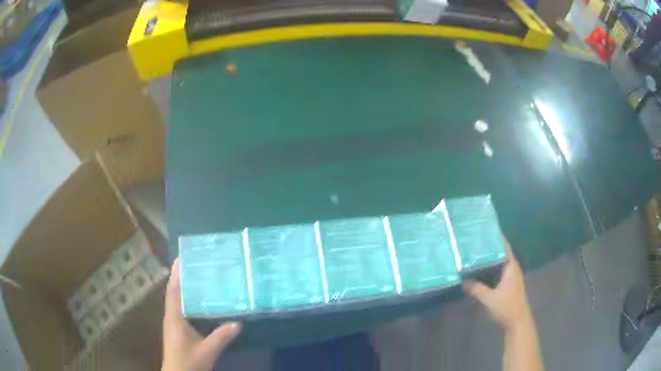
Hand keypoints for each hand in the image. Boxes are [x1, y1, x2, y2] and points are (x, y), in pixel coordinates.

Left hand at [162, 259, 241, 370]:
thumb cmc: (188, 361)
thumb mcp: (207, 350)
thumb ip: (221, 336)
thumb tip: (238, 322)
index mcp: (174, 318)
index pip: (173, 291)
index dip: (176, 275)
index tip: (181, 259)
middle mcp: (171, 317)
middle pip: (173, 293)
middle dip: (180, 278)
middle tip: (193, 265)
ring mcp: (173, 324)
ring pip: (176, 301)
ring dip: (182, 289)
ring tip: (196, 278)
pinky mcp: (176, 330)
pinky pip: (180, 310)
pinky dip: (185, 301)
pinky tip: (197, 303)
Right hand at [463, 240, 530, 329]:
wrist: (517, 322)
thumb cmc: (506, 307)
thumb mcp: (489, 299)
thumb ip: (476, 289)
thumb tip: (463, 280)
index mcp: (511, 267)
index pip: (504, 247)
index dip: (496, 238)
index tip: (484, 230)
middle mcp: (512, 268)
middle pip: (501, 253)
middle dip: (489, 247)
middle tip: (474, 241)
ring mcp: (511, 277)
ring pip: (499, 263)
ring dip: (489, 259)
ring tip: (474, 253)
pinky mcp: (508, 284)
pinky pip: (498, 271)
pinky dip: (490, 268)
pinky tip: (480, 270)